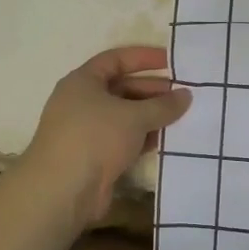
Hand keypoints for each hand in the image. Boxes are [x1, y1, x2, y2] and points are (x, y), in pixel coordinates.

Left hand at [22, 45, 190, 229]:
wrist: (62, 191)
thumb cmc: (95, 138)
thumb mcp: (134, 116)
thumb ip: (163, 105)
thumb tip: (186, 95)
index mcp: (83, 81)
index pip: (116, 59)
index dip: (144, 57)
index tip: (171, 60)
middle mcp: (81, 102)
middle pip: (121, 88)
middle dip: (152, 90)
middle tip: (182, 93)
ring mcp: (85, 131)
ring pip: (123, 116)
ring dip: (150, 116)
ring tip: (181, 117)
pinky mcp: (92, 157)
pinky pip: (122, 139)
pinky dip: (142, 138)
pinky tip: (165, 140)